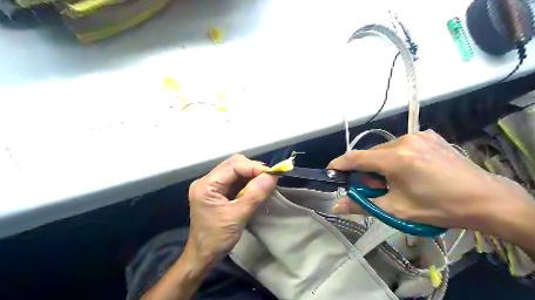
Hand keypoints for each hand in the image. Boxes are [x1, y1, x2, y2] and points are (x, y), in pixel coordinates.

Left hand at [187, 155, 277, 263]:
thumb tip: (272, 176)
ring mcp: (211, 185)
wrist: (203, 256)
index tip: (272, 174)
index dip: (254, 167)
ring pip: (236, 170)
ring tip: (264, 184)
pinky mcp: (217, 191)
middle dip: (253, 169)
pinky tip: (255, 189)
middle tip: (269, 179)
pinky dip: (248, 182)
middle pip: (234, 164)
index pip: (233, 165)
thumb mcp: (238, 217)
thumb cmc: (216, 239)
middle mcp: (207, 180)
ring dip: (252, 175)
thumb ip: (255, 195)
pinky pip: (235, 180)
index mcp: (206, 185)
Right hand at [328, 131, 532, 230]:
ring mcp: (419, 135)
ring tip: (396, 181)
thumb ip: (362, 205)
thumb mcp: (396, 209)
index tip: (330, 171)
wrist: (485, 199)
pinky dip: (396, 157)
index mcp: (395, 158)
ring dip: (382, 164)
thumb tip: (336, 206)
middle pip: (372, 154)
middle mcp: (404, 140)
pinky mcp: (429, 135)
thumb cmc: (438, 207)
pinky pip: (401, 145)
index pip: (356, 157)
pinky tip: (410, 170)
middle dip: (367, 171)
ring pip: (385, 149)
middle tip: (376, 188)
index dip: (340, 164)